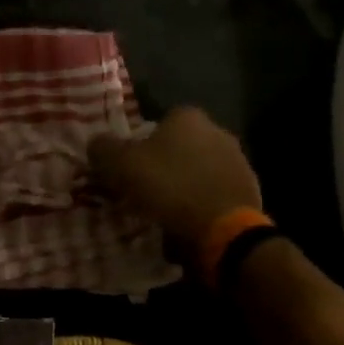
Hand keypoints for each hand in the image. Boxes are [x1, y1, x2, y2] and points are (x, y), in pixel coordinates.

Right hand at [88, 106, 262, 248]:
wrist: (222, 227)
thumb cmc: (169, 188)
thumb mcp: (121, 166)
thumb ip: (103, 149)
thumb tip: (95, 143)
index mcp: (187, 117)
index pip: (157, 123)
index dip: (140, 146)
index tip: (129, 170)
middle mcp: (217, 130)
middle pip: (180, 147)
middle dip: (164, 166)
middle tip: (144, 192)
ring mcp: (237, 160)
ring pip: (198, 171)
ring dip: (183, 186)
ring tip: (165, 213)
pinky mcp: (248, 190)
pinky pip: (213, 194)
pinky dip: (201, 205)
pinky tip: (188, 224)